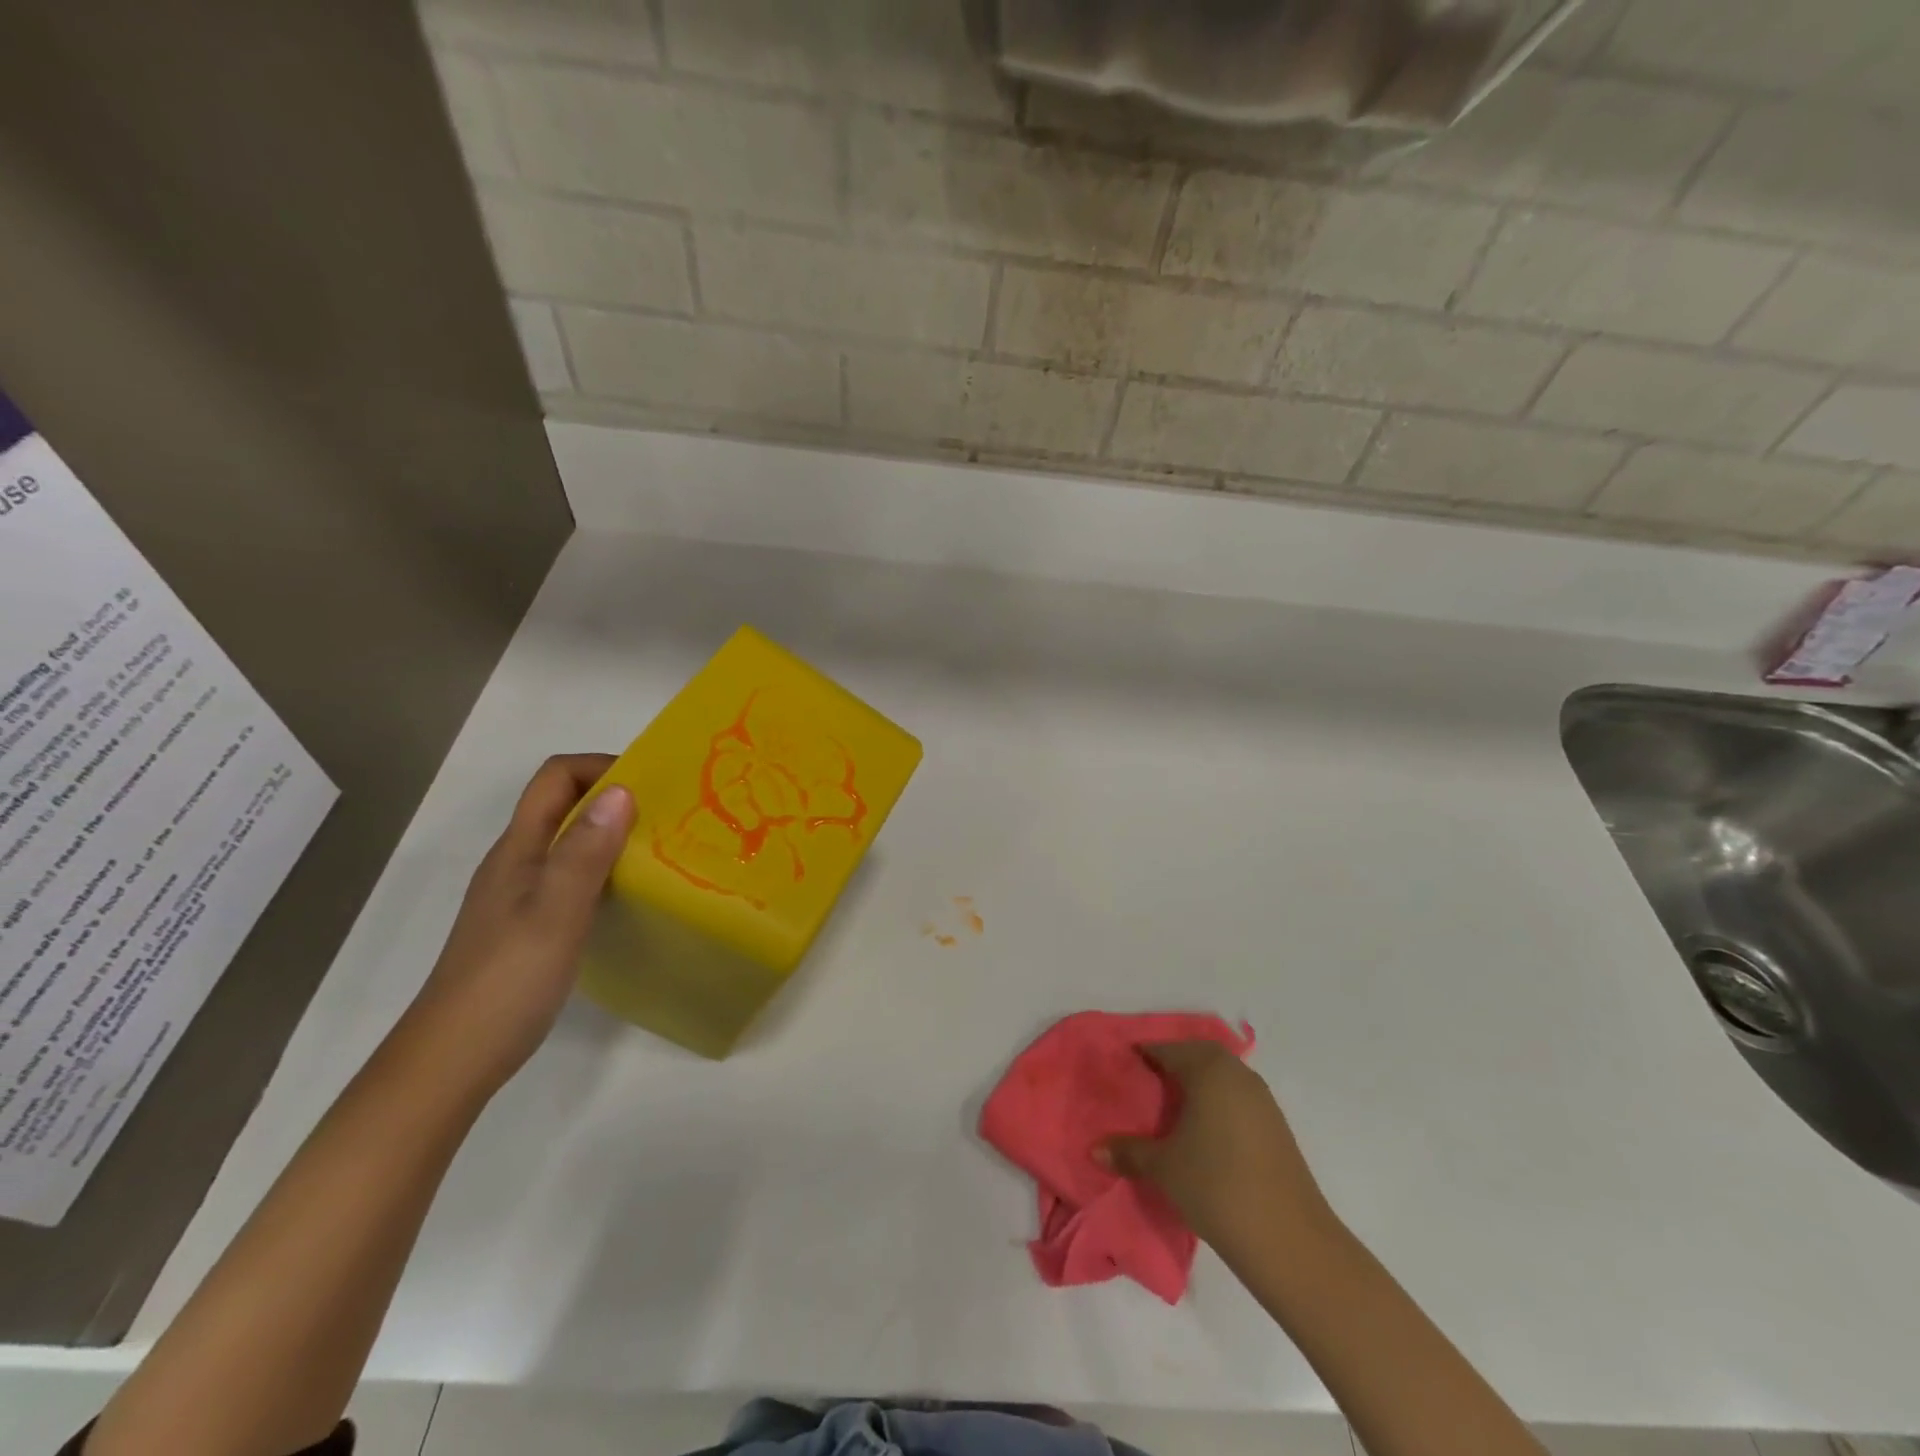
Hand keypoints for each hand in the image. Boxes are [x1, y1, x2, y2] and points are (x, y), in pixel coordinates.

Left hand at [392, 754, 634, 1097]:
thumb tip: (622, 790)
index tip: (651, 784)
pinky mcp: (531, 924)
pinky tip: (632, 894)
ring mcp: (522, 895)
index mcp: (520, 848)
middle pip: (565, 805)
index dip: (601, 767)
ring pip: (571, 842)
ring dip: (614, 835)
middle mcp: (518, 862)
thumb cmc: (508, 978)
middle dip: (615, 798)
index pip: (556, 777)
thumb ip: (586, 851)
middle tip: (669, 816)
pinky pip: (573, 876)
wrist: (455, 1057)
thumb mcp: (556, 910)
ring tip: (662, 851)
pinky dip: (606, 870)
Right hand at [1104, 1042, 1339, 1263]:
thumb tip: (1094, 1148)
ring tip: (1170, 1109)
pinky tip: (1203, 1132)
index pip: (1166, 1049)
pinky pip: (1237, 1098)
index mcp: (1208, 1070)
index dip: (1142, 1055)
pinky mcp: (1276, 1127)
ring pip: (1221, 1076)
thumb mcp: (1163, 1168)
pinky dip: (1217, 1103)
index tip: (1121, 1068)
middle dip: (1171, 1064)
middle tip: (1144, 1084)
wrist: (1290, 1240)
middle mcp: (1237, 1074)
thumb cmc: (1216, 1187)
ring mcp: (1262, 1100)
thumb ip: (1128, 1152)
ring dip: (1197, 1084)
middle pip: (1197, 1056)